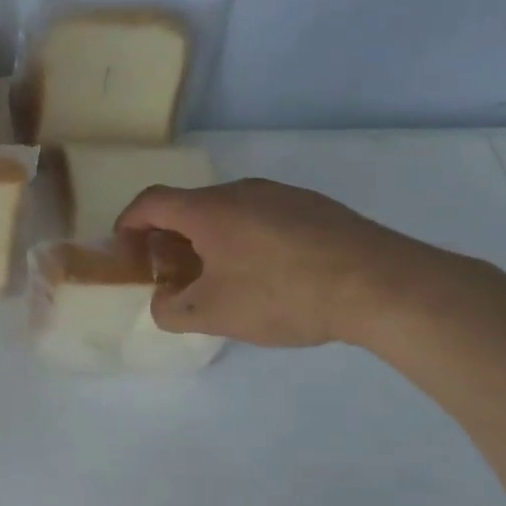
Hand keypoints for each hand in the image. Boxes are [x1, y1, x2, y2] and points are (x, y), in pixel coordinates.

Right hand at [115, 179, 441, 347]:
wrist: (380, 284)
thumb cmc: (281, 295)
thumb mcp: (212, 315)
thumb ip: (170, 310)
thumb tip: (163, 302)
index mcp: (208, 210)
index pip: (150, 202)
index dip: (128, 223)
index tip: (125, 250)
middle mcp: (241, 191)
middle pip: (189, 206)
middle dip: (170, 238)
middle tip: (173, 273)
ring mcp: (283, 195)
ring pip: (229, 212)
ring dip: (211, 239)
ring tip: (222, 277)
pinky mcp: (316, 207)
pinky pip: (264, 217)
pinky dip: (248, 239)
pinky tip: (270, 274)